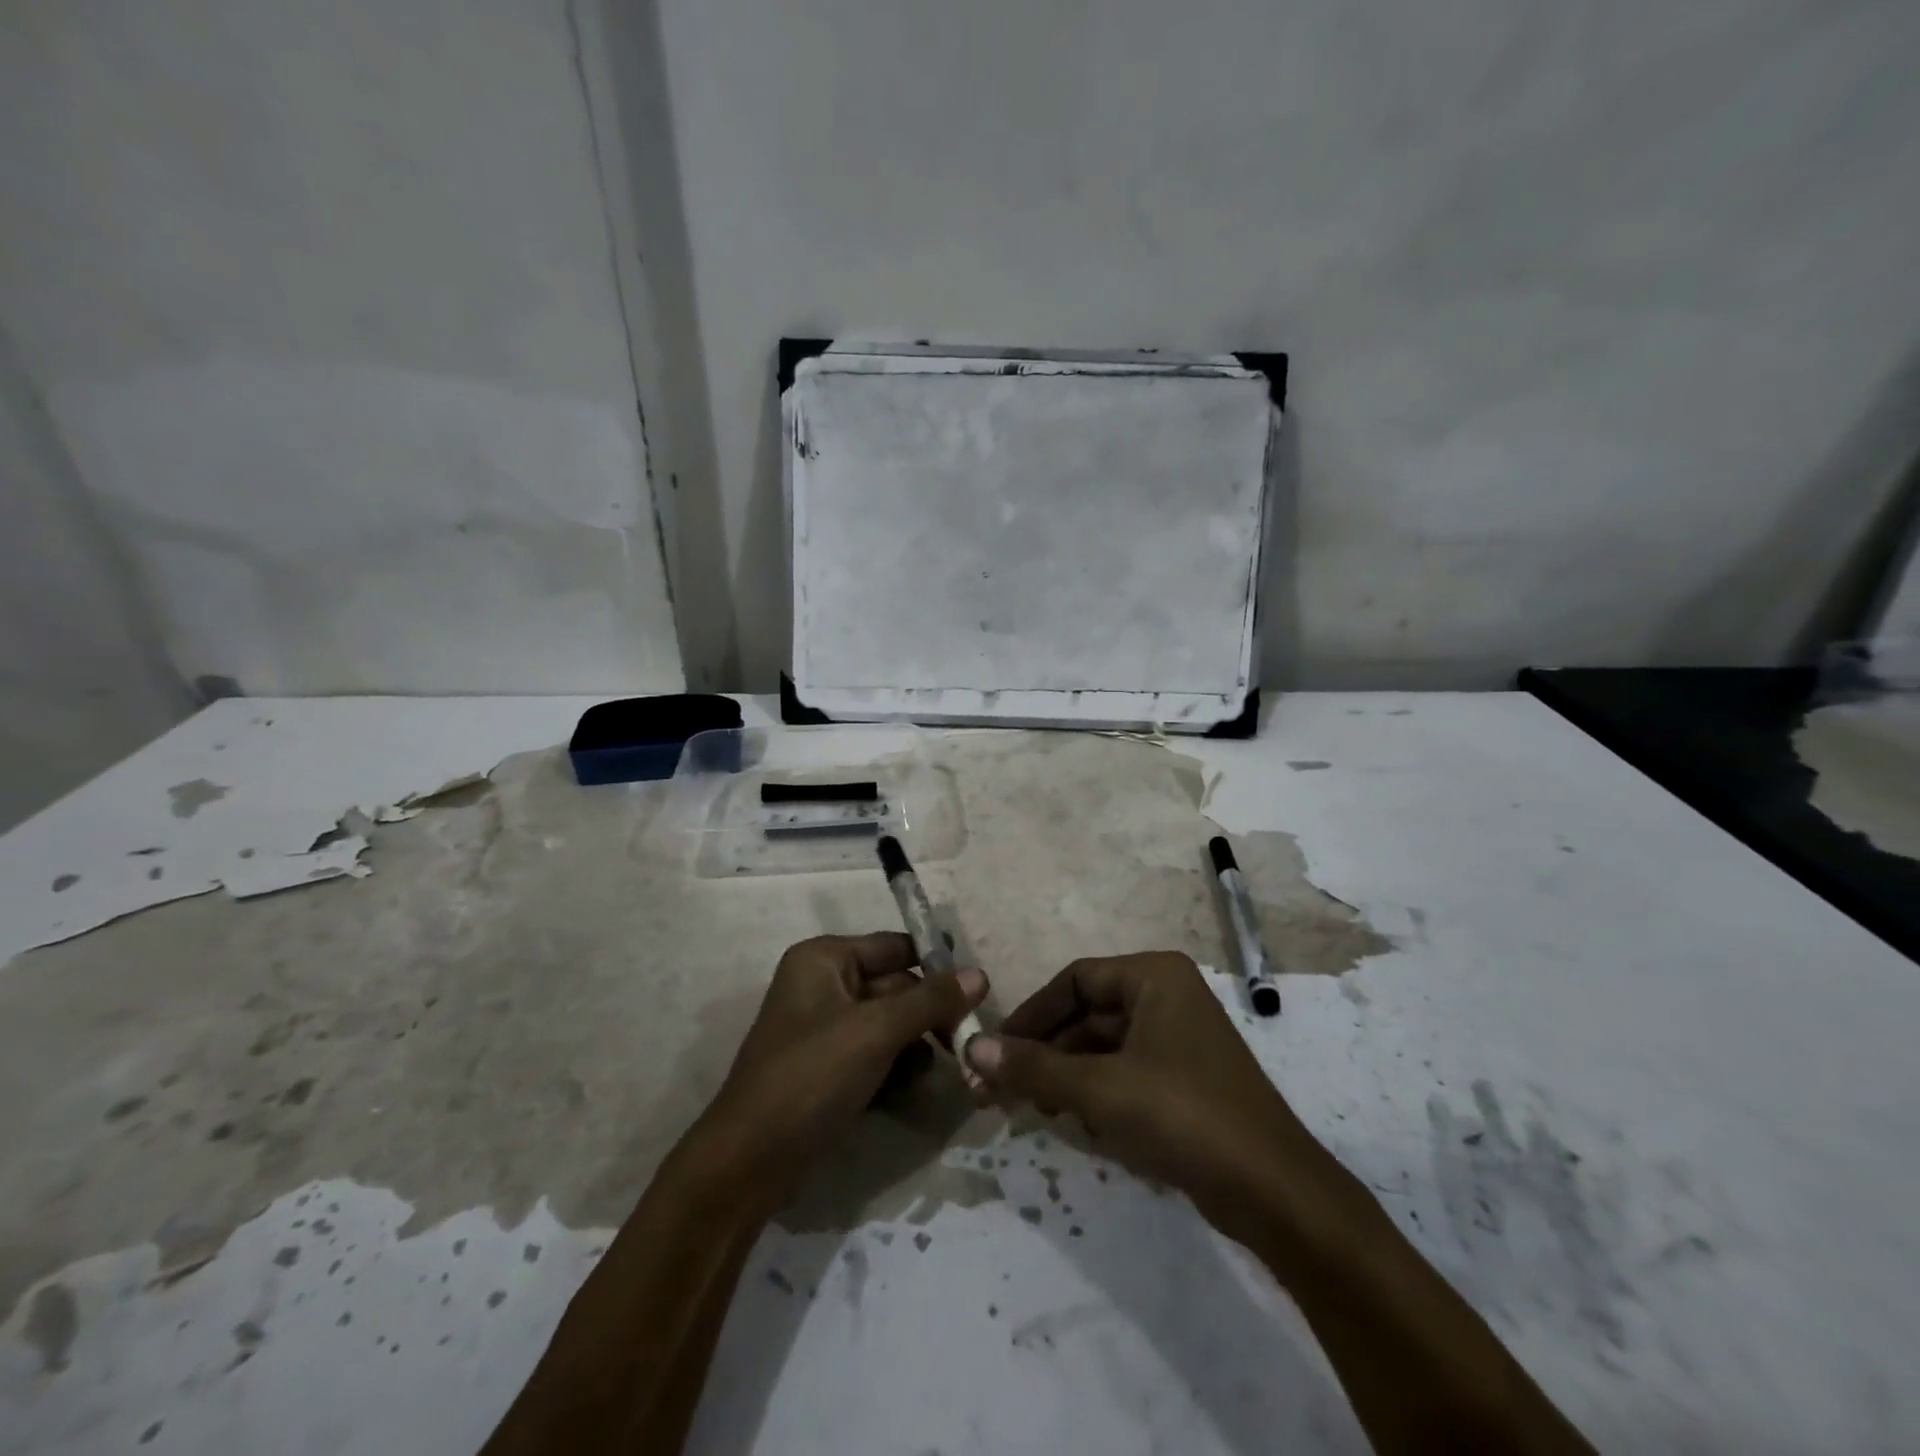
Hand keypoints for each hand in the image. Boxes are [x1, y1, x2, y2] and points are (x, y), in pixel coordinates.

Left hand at [698, 933, 986, 1207]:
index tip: (977, 994)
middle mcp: (824, 983)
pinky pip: (875, 1053)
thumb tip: (980, 975)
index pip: (896, 946)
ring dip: (915, 1046)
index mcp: (825, 958)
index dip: (936, 966)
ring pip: (890, 1023)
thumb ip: (930, 1001)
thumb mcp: (876, 1032)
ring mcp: (825, 1027)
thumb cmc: (811, 1076)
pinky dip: (895, 1067)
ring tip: (934, 1072)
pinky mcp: (828, 1066)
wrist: (749, 1161)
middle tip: (964, 1043)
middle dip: (928, 1015)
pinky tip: (906, 1091)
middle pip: (896, 986)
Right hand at [966, 952, 1342, 1239]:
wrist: (1274, 1192)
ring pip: (1104, 1046)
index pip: (1074, 981)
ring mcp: (1179, 1038)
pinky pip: (1126, 1071)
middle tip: (1001, 1087)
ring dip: (1065, 1074)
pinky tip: (1075, 1123)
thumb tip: (970, 1047)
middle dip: (1044, 1052)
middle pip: (1087, 1014)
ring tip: (1033, 1109)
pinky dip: (1095, 1091)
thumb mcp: (1098, 1089)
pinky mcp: (1186, 1078)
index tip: (994, 1050)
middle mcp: (1168, 995)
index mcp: (1154, 976)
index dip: (1030, 1015)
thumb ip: (1032, 1067)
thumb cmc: (1182, 1116)